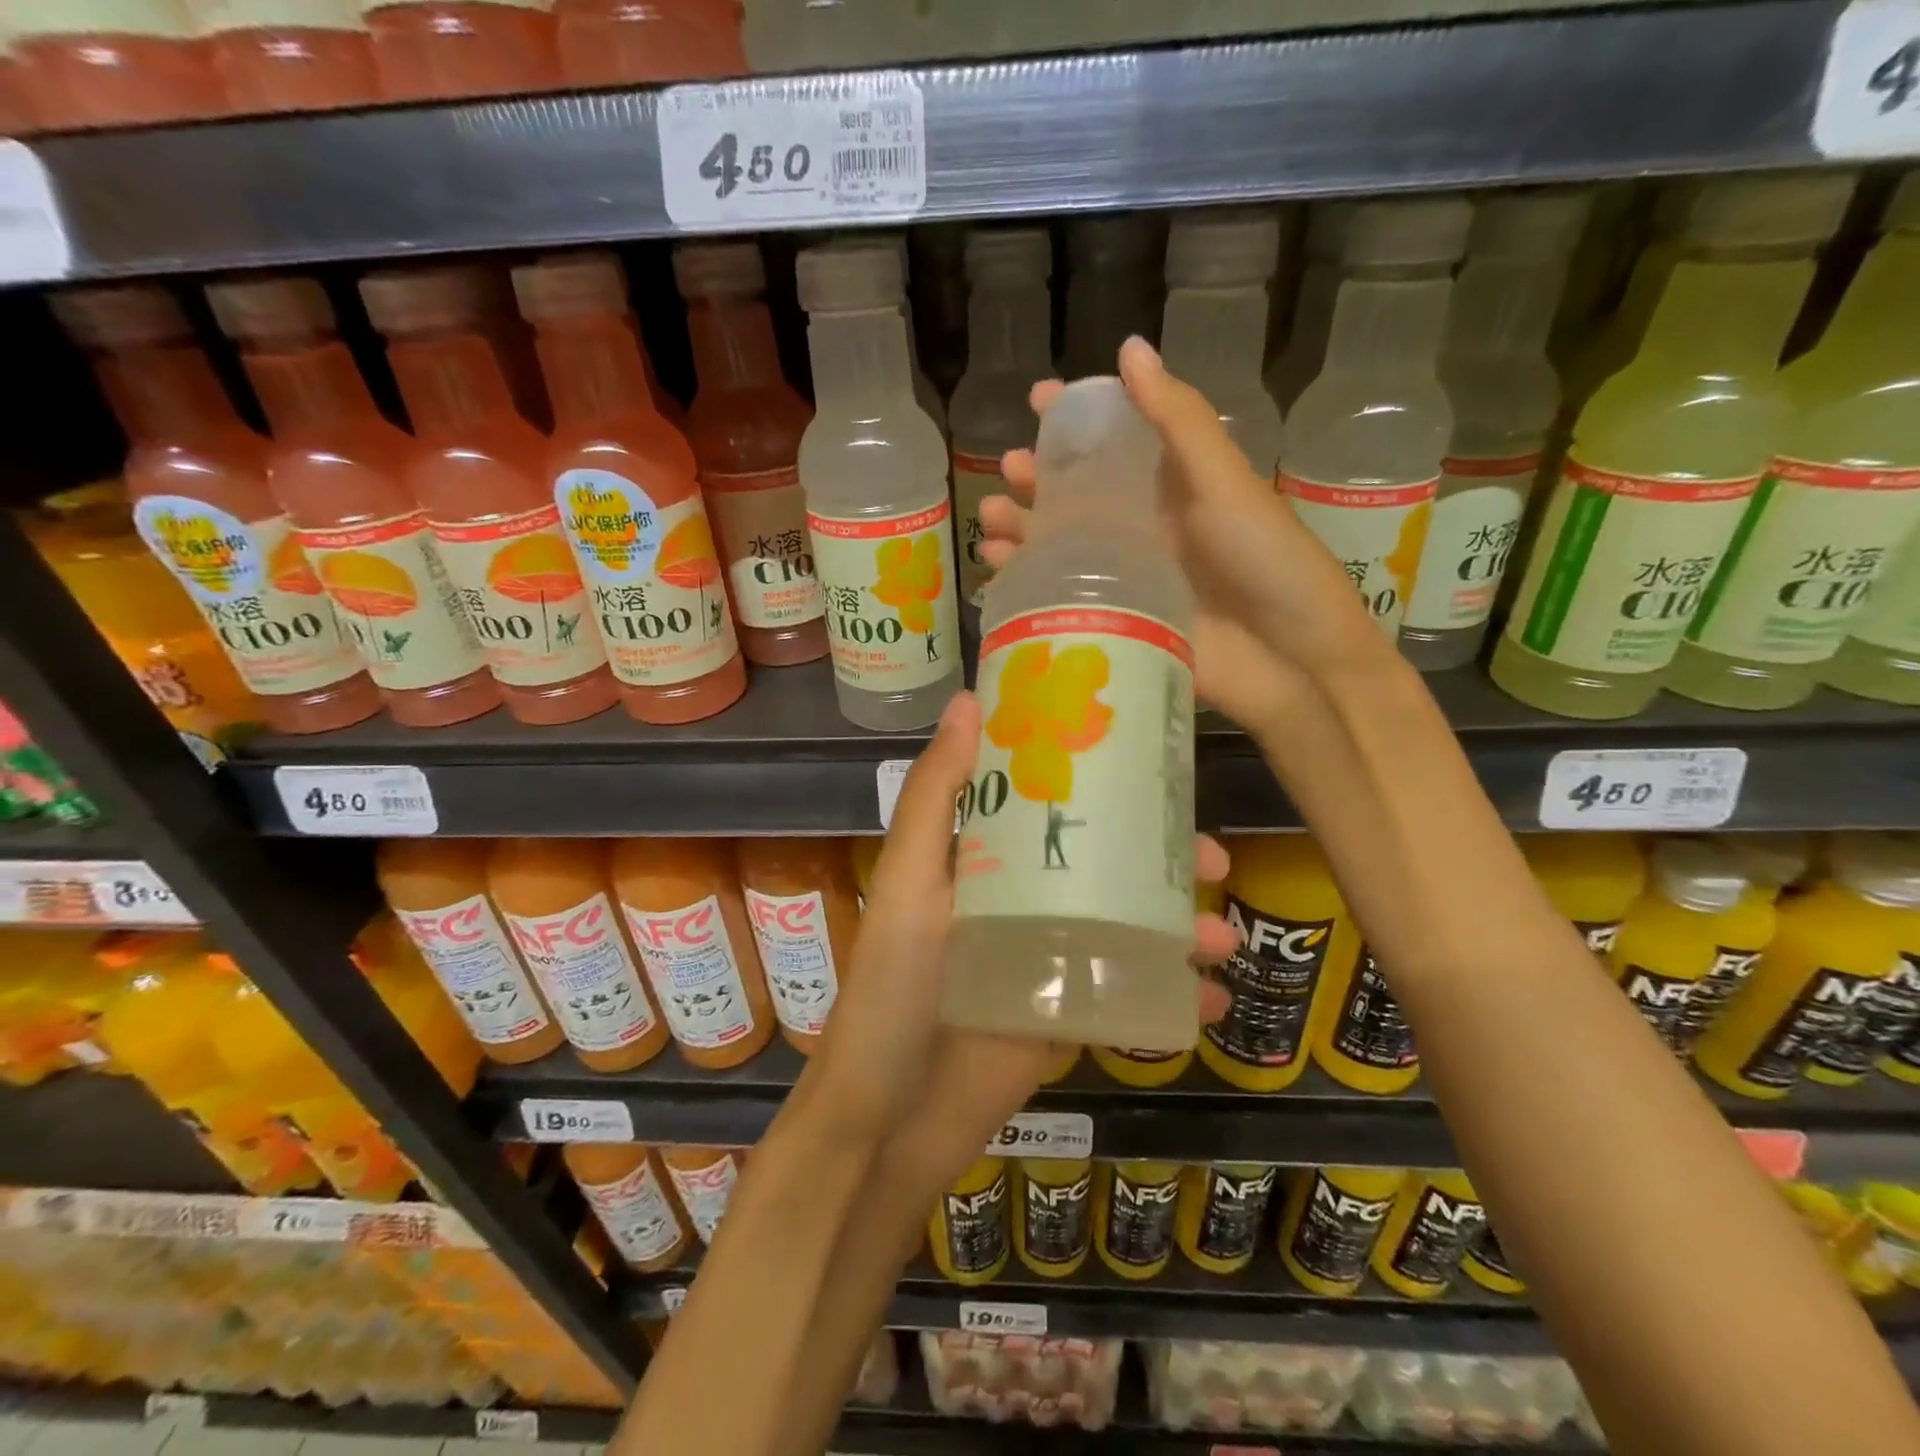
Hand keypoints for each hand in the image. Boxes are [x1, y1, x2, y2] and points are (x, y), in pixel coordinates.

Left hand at [812, 689, 1235, 1188]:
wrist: (892, 1119)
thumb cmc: (895, 988)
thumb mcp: (910, 882)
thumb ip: (934, 796)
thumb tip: (970, 700)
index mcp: (987, 858)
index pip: (1050, 799)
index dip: (1101, 778)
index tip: (1155, 762)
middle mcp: (1023, 898)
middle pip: (1106, 863)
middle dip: (1164, 860)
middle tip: (1215, 860)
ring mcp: (1052, 958)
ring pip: (1131, 925)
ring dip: (1184, 925)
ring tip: (1225, 938)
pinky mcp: (1071, 1014)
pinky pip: (1133, 993)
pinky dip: (1176, 994)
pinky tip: (1216, 998)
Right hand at [980, 337, 1396, 736]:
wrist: (1287, 657)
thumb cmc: (1263, 558)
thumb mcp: (1222, 480)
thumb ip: (1177, 420)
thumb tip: (1128, 347)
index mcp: (1171, 487)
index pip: (1114, 442)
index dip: (1076, 419)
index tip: (1038, 399)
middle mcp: (1142, 527)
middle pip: (1076, 495)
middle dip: (1037, 478)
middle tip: (1007, 468)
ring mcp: (1125, 576)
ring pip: (1060, 544)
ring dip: (1021, 527)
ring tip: (988, 519)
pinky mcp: (1114, 619)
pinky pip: (1061, 594)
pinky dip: (1026, 579)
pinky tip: (998, 569)